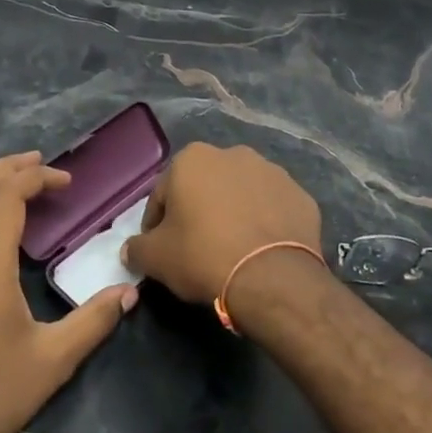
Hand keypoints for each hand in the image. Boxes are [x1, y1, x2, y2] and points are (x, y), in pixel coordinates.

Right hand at [121, 142, 322, 304]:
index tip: (161, 249)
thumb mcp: (156, 258)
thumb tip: (131, 249)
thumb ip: (137, 248)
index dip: (157, 224)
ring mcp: (272, 172)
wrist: (273, 278)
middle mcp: (232, 154)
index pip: (163, 194)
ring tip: (232, 249)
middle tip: (197, 248)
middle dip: (198, 212)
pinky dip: (265, 223)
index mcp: (192, 159)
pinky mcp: (301, 195)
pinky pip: (273, 208)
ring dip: (233, 213)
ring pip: (241, 194)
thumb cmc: (204, 256)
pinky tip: (261, 250)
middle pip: (204, 187)